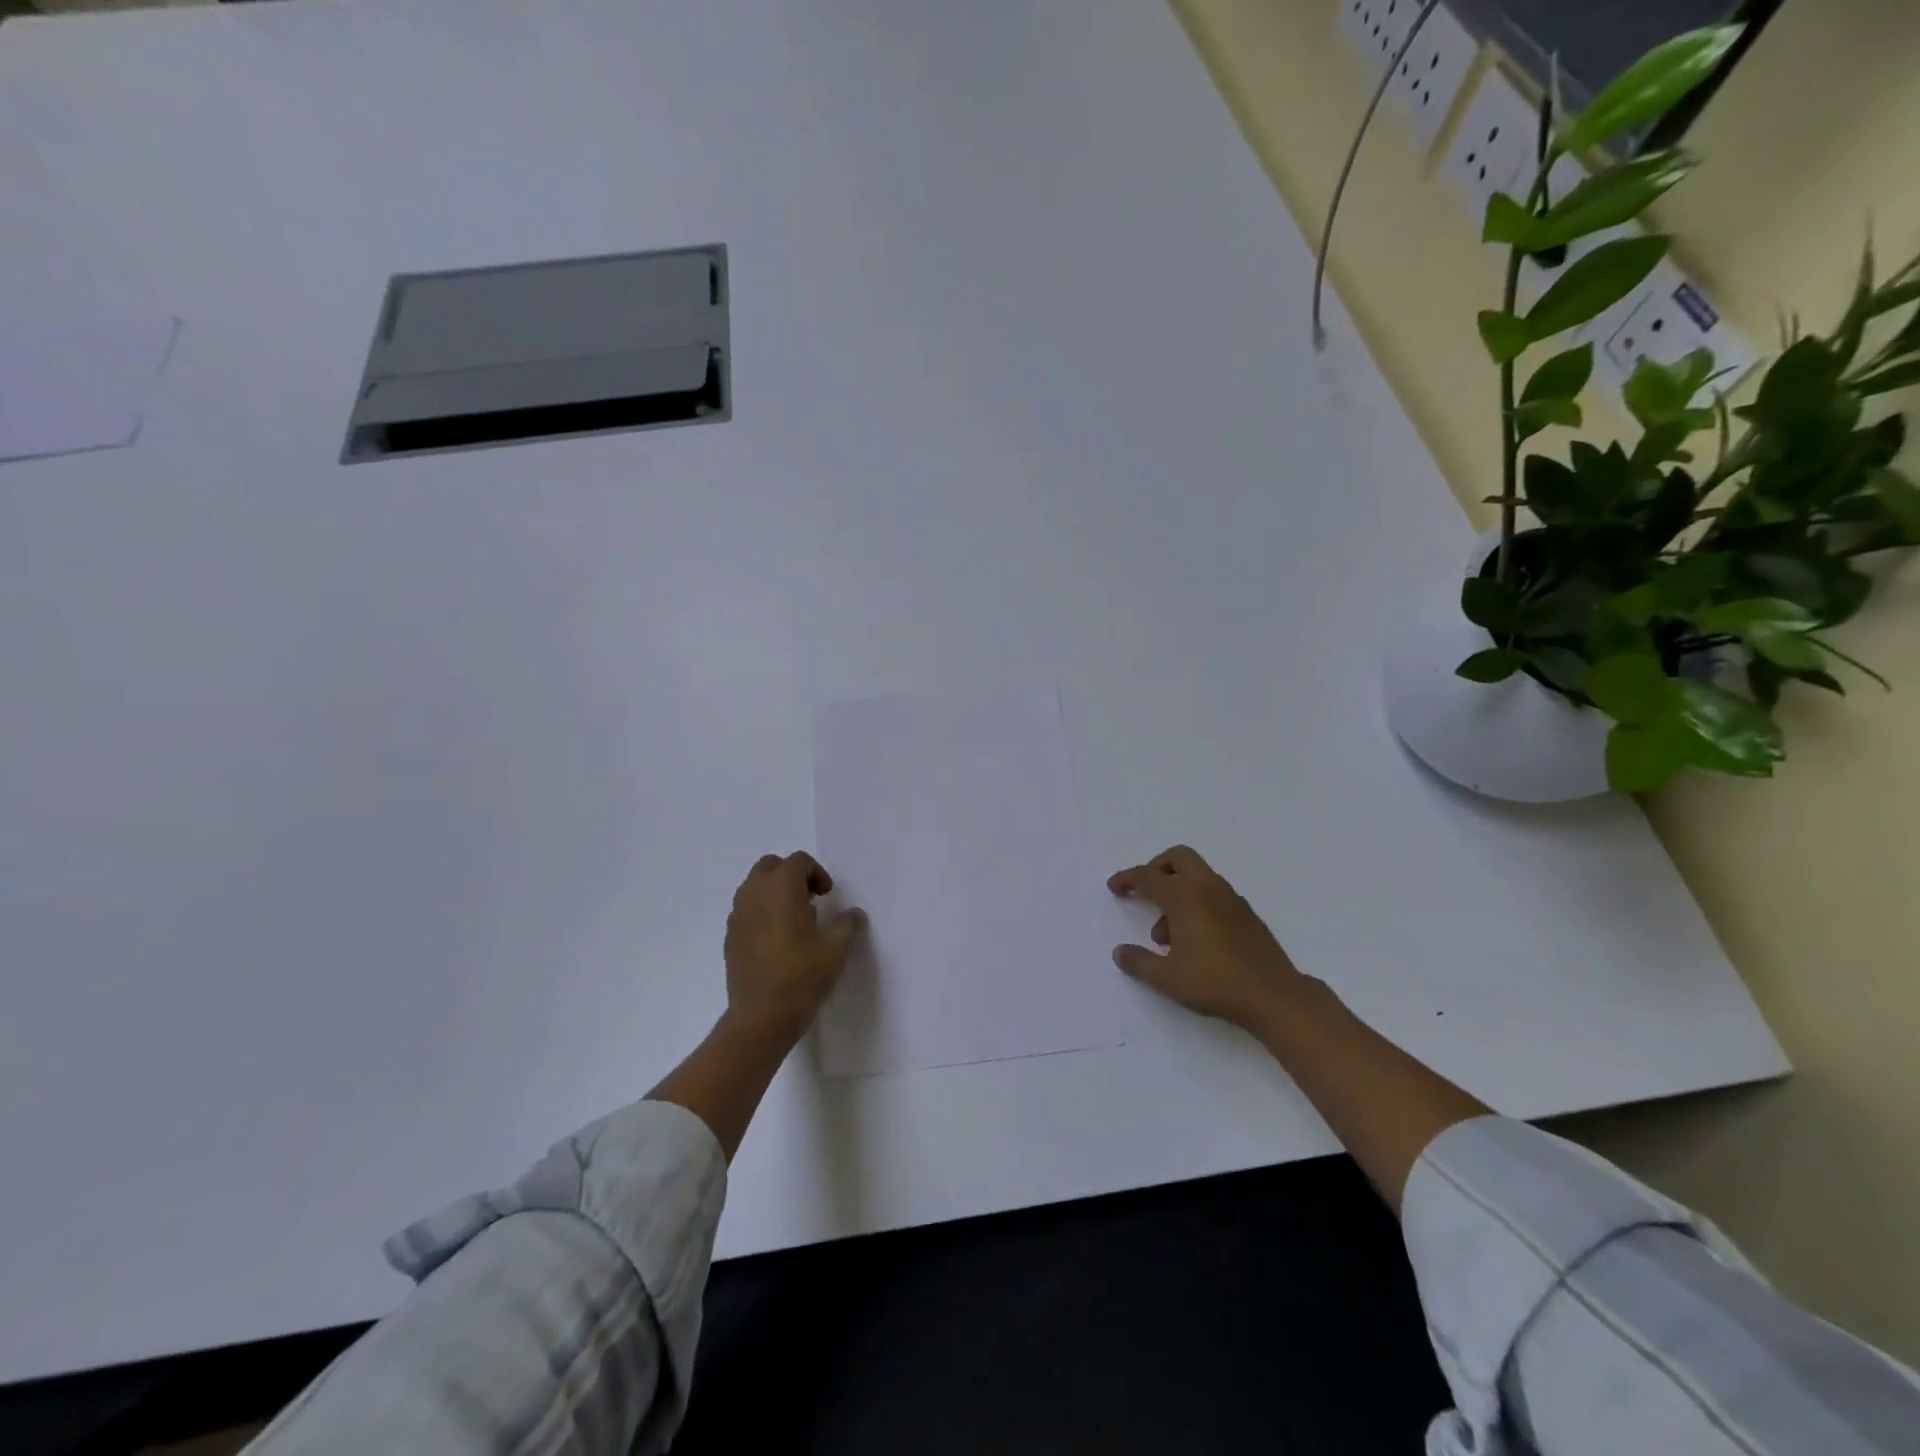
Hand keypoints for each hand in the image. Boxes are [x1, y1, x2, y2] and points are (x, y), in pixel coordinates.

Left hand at [724, 852, 866, 1041]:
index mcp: (781, 888)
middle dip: (791, 875)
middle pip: (770, 866)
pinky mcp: (730, 938)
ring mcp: (737, 916)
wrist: (761, 1017)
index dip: (817, 873)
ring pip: (754, 887)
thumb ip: (848, 923)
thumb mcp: (837, 948)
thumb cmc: (802, 975)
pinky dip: (761, 913)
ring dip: (774, 893)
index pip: (798, 861)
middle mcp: (754, 894)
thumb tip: (853, 914)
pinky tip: (776, 941)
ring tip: (794, 920)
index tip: (828, 896)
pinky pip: (746, 911)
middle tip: (810, 900)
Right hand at [1108, 845, 1311, 1030]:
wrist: (1274, 996)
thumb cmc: (1214, 982)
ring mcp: (1231, 899)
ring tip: (1166, 936)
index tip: (1114, 887)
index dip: (1127, 879)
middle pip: (1179, 858)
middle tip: (1144, 890)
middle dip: (1157, 868)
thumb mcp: (1167, 977)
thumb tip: (1120, 952)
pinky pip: (1213, 894)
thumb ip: (1139, 962)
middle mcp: (1208, 888)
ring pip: (1197, 877)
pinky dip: (1196, 903)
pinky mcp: (1247, 914)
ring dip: (1177, 892)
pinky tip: (1194, 940)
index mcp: (1185, 896)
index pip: (1148, 877)